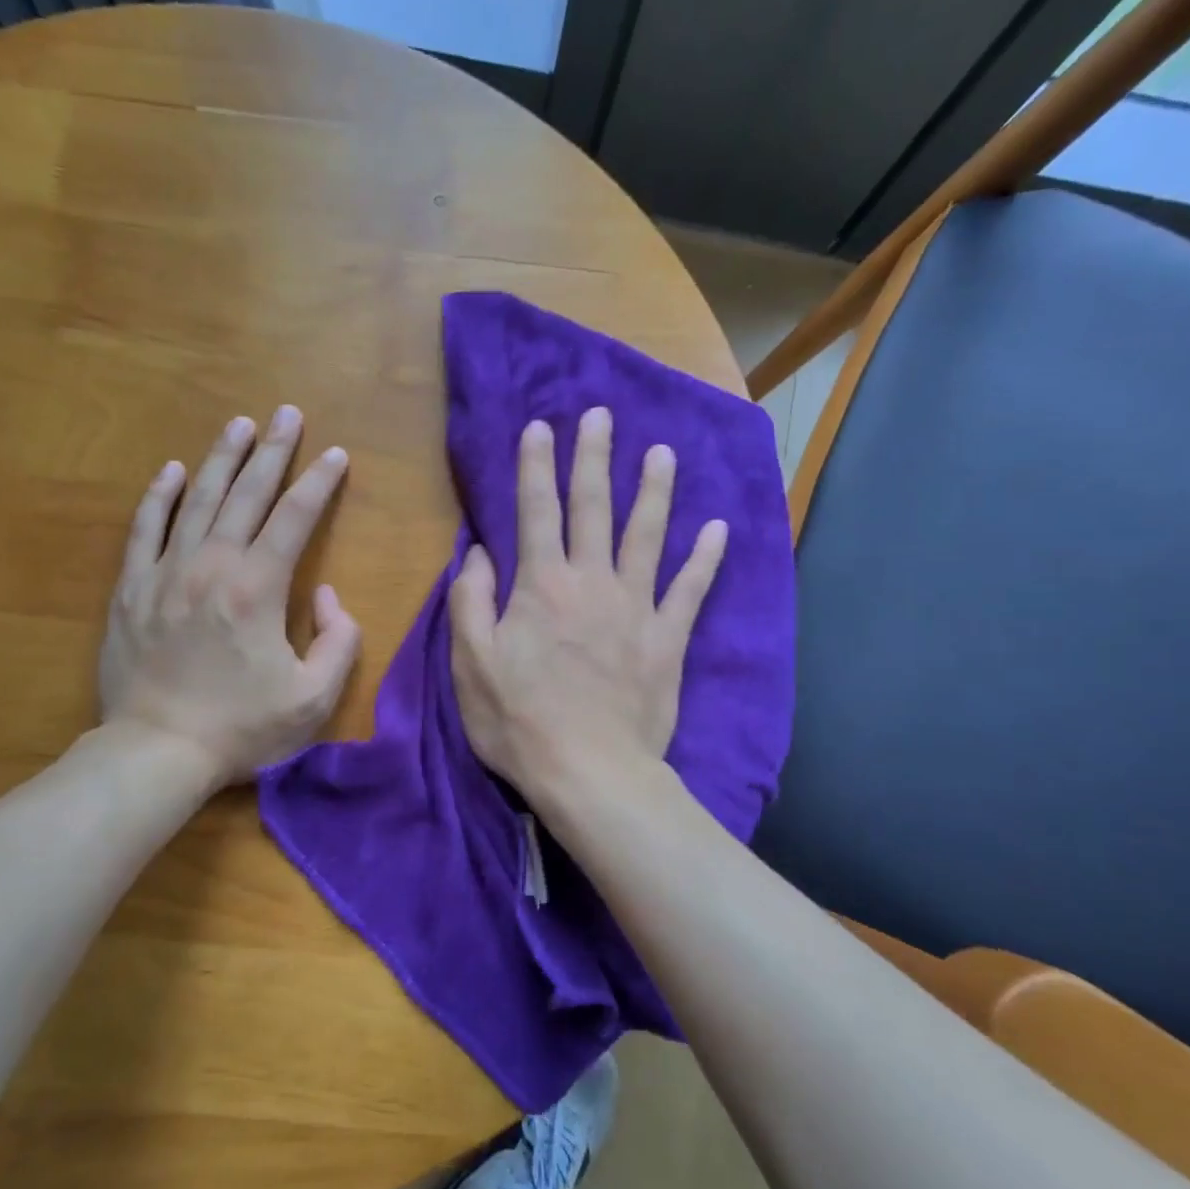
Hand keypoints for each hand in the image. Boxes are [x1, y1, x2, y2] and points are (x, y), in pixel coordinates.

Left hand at [98, 406, 359, 784]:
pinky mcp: (130, 589)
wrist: (157, 751)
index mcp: (259, 588)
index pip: (296, 518)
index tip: (336, 454)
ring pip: (197, 500)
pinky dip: (159, 497)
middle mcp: (212, 566)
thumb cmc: (242, 728)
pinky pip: (145, 529)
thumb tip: (327, 596)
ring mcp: (165, 573)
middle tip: (287, 413)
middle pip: (248, 495)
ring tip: (239, 424)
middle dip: (273, 451)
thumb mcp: (314, 698)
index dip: (320, 483)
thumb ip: (338, 641)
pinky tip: (172, 470)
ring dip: (221, 459)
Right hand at [450, 407, 726, 804]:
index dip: (536, 466)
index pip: (536, 511)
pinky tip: (718, 529)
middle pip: (593, 508)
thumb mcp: (471, 663)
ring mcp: (636, 608)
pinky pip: (691, 590)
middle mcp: (592, 581)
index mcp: (542, 585)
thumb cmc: (519, 720)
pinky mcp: (668, 639)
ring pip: (647, 536)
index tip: (540, 427)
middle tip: (602, 416)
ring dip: (654, 491)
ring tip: (662, 453)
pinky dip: (705, 559)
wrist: (590, 773)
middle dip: (594, 458)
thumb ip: (470, 602)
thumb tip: (478, 553)